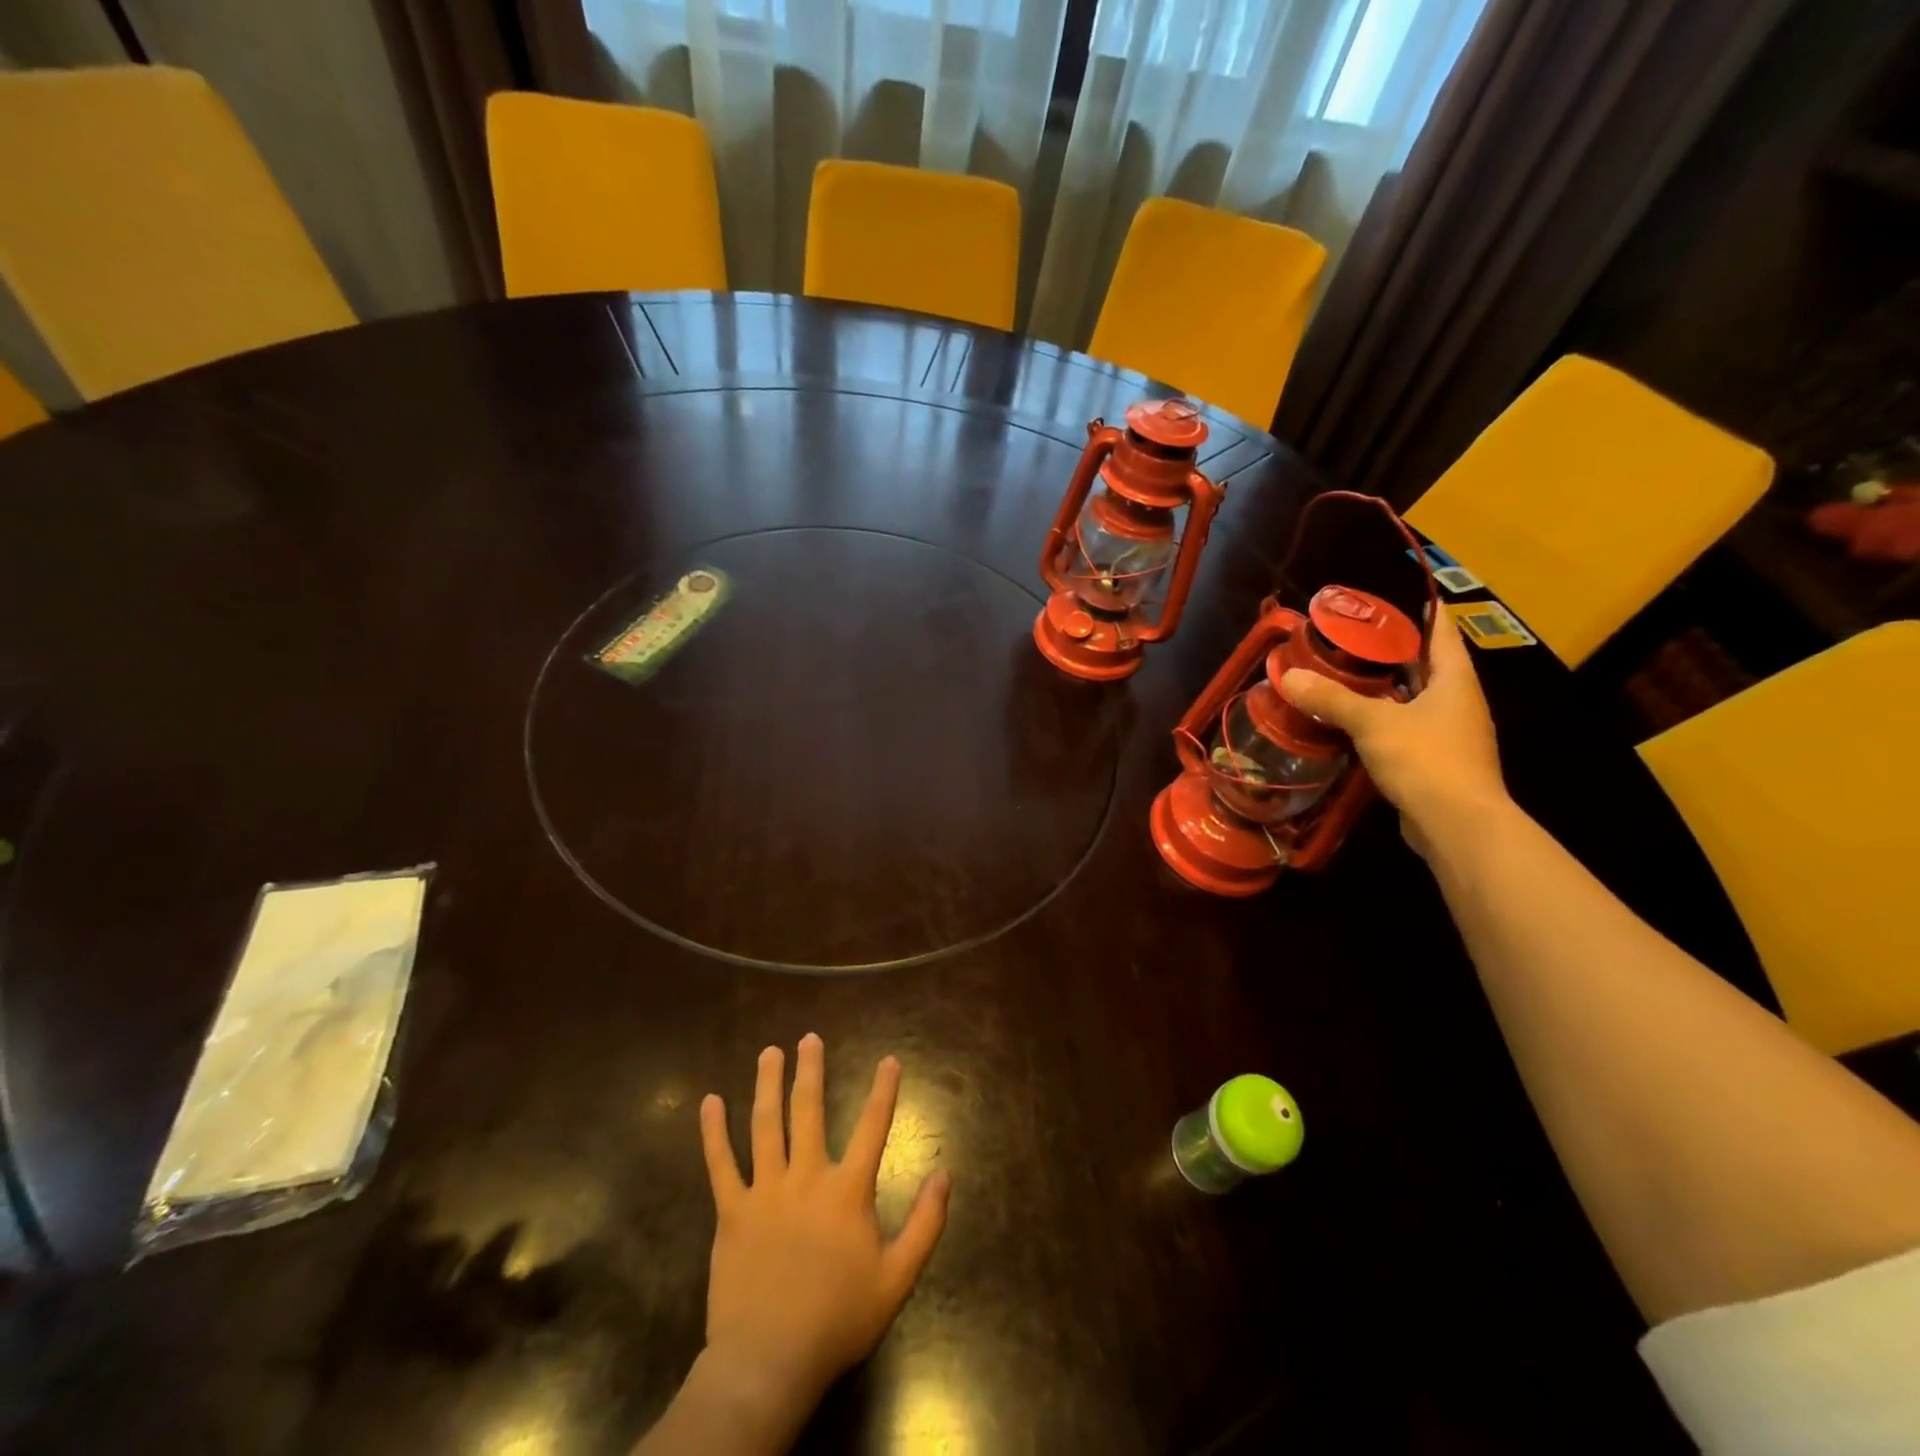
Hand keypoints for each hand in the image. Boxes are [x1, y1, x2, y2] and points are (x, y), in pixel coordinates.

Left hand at [697, 1035, 950, 1425]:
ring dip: (767, 1084)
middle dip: (810, 1071)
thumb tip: (945, 1174)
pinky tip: (710, 1102)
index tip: (889, 1060)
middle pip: (809, 1111)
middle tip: (808, 1038)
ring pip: (765, 1125)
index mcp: (847, 1191)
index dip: (884, 1090)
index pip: (872, 1127)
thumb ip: (925, 1224)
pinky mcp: (731, 1212)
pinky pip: (720, 1164)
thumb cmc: (838, 1319)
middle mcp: (806, 1177)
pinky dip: (714, 1132)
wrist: (769, 1362)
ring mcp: (765, 1191)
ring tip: (769, 1052)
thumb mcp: (897, 1278)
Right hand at [1279, 606, 1507, 856]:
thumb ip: (1331, 699)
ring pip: (1414, 700)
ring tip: (1345, 677)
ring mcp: (1451, 735)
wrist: (1458, 826)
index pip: (1441, 632)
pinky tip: (1353, 724)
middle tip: (1353, 638)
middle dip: (1393, 653)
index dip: (1423, 611)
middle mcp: (1459, 703)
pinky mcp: (1436, 763)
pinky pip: (1407, 730)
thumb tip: (1288, 676)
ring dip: (1385, 690)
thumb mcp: (1373, 723)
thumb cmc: (1426, 760)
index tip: (1394, 597)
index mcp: (1455, 681)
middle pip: (1427, 666)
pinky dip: (1383, 722)